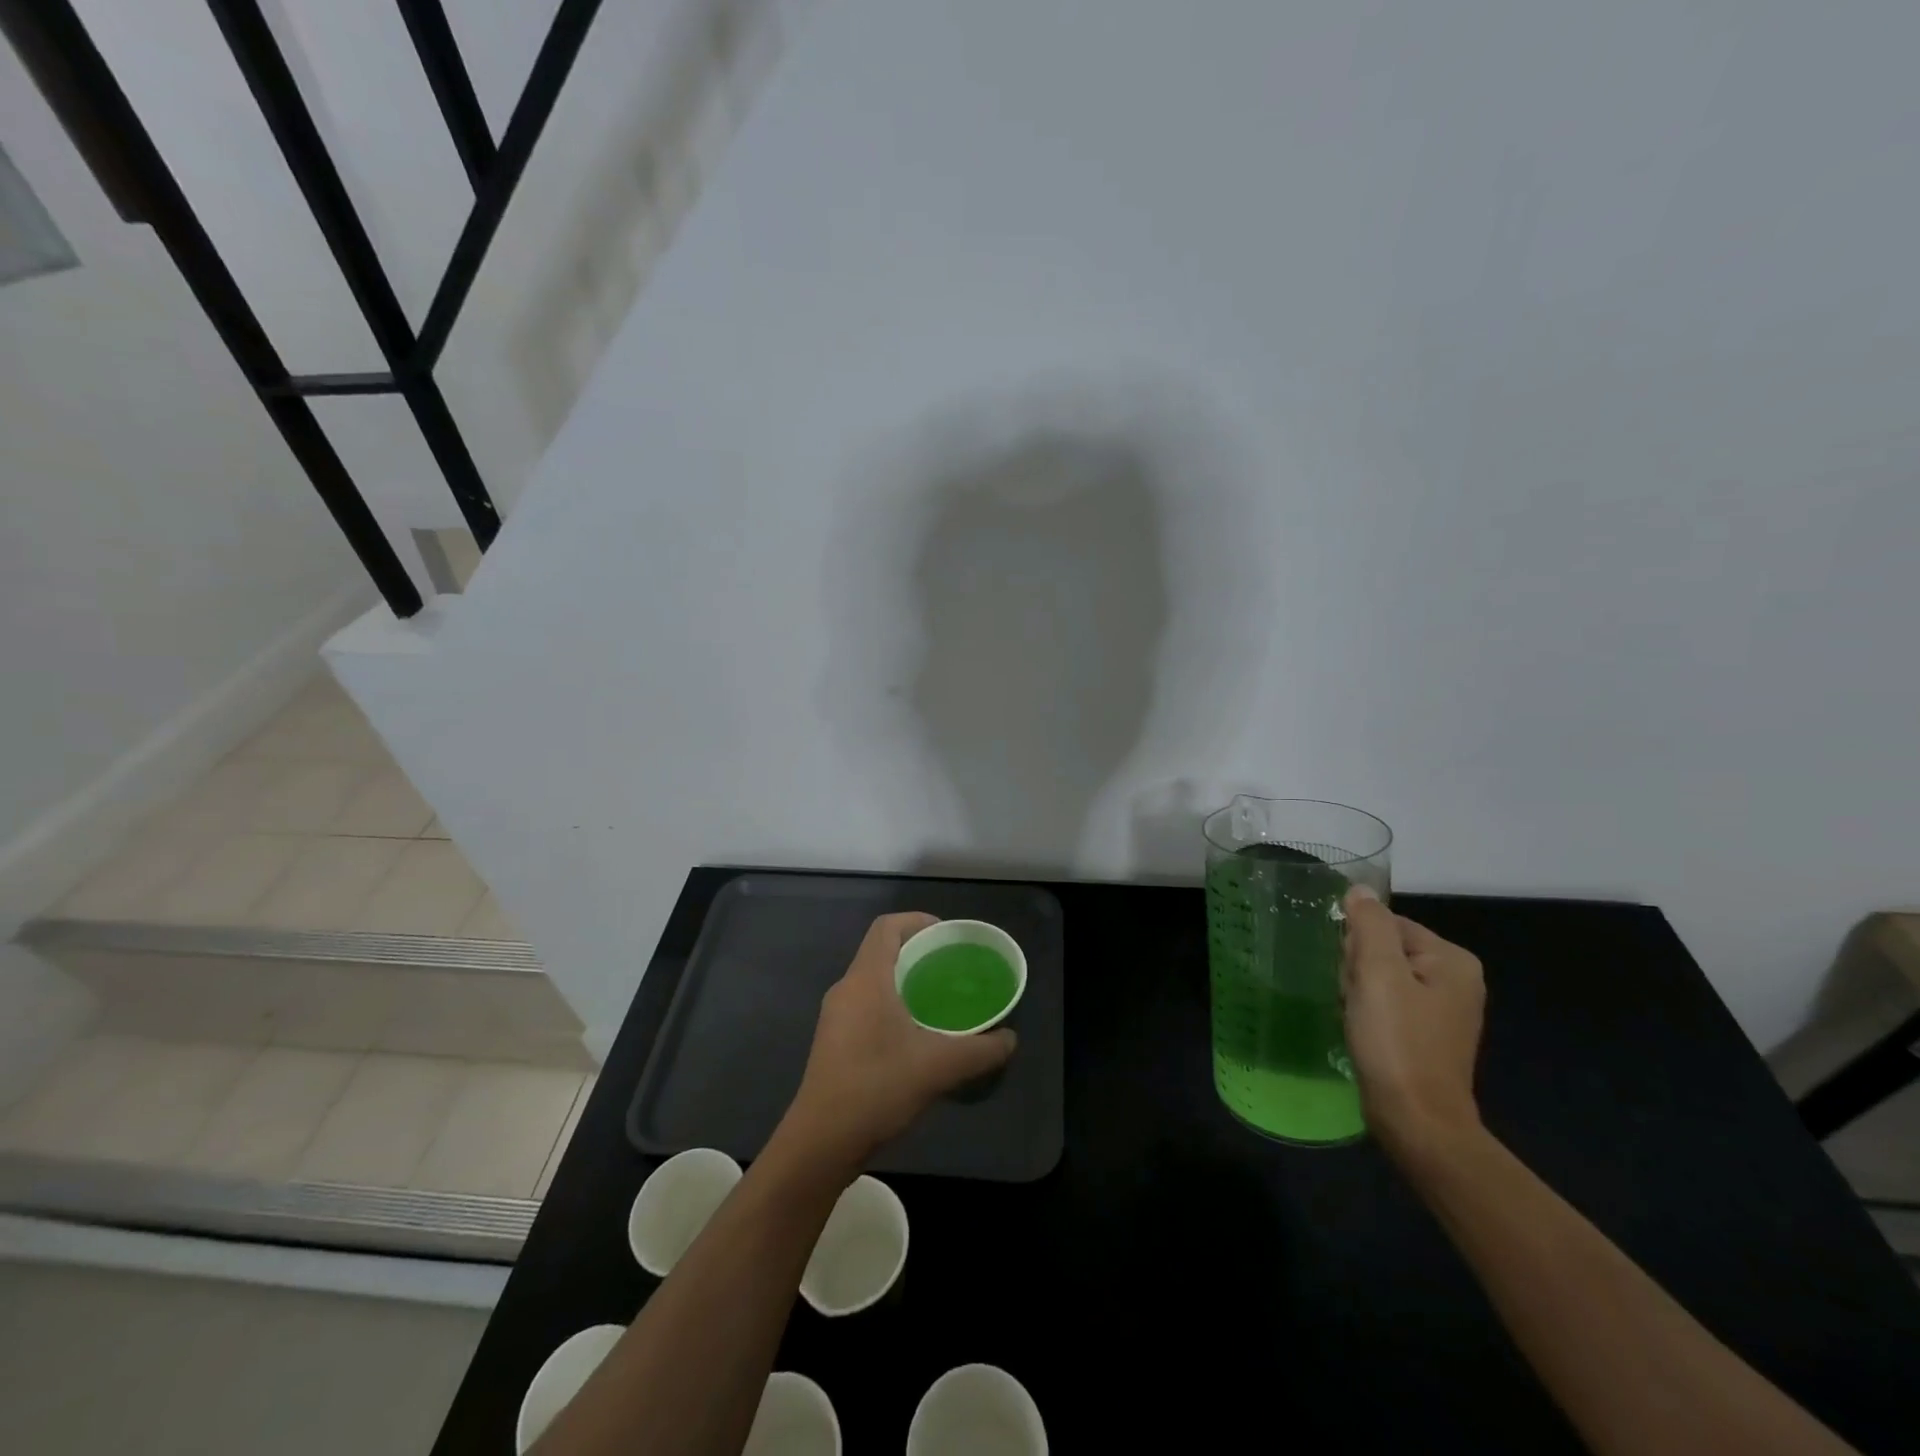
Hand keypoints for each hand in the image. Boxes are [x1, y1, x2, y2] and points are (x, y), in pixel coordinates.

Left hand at [786, 913, 1016, 1165]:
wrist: (821, 1143)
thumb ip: (980, 1050)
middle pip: (881, 952)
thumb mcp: (939, 1067)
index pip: (886, 927)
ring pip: (872, 981)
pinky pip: (865, 1006)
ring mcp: (835, 1017)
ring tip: (938, 1002)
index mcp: (866, 979)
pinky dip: (891, 1006)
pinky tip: (914, 1037)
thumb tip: (1010, 1040)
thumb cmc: (877, 1088)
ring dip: (904, 983)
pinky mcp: (832, 1042)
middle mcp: (846, 989)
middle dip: (916, 954)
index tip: (946, 936)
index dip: (916, 921)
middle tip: (950, 970)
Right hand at [1341, 887, 1485, 1161]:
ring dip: (1358, 992)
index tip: (1355, 978)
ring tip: (1359, 1020)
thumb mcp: (1377, 973)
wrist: (1416, 1120)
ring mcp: (1442, 1009)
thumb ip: (1368, 925)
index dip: (1358, 946)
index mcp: (1452, 959)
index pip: (1387, 924)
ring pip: (1379, 977)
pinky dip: (1368, 1013)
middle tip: (1357, 1001)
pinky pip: (1385, 1003)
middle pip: (1383, 949)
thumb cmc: (1397, 1041)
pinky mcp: (1426, 1034)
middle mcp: (1455, 979)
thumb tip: (1360, 890)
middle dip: (1358, 970)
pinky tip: (1363, 1032)